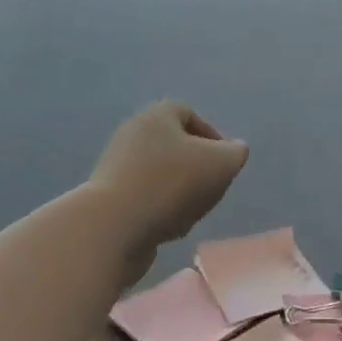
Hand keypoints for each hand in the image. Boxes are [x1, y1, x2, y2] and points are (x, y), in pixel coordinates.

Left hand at [89, 102, 249, 253]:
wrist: (113, 226)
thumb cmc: (172, 184)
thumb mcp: (221, 164)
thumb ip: (235, 153)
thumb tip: (234, 150)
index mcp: (158, 115)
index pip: (188, 113)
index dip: (211, 135)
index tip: (224, 162)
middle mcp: (132, 133)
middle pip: (173, 144)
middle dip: (195, 166)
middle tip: (210, 187)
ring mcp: (115, 164)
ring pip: (158, 172)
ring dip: (178, 190)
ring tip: (191, 212)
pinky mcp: (106, 196)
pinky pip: (142, 196)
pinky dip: (158, 208)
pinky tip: (167, 227)